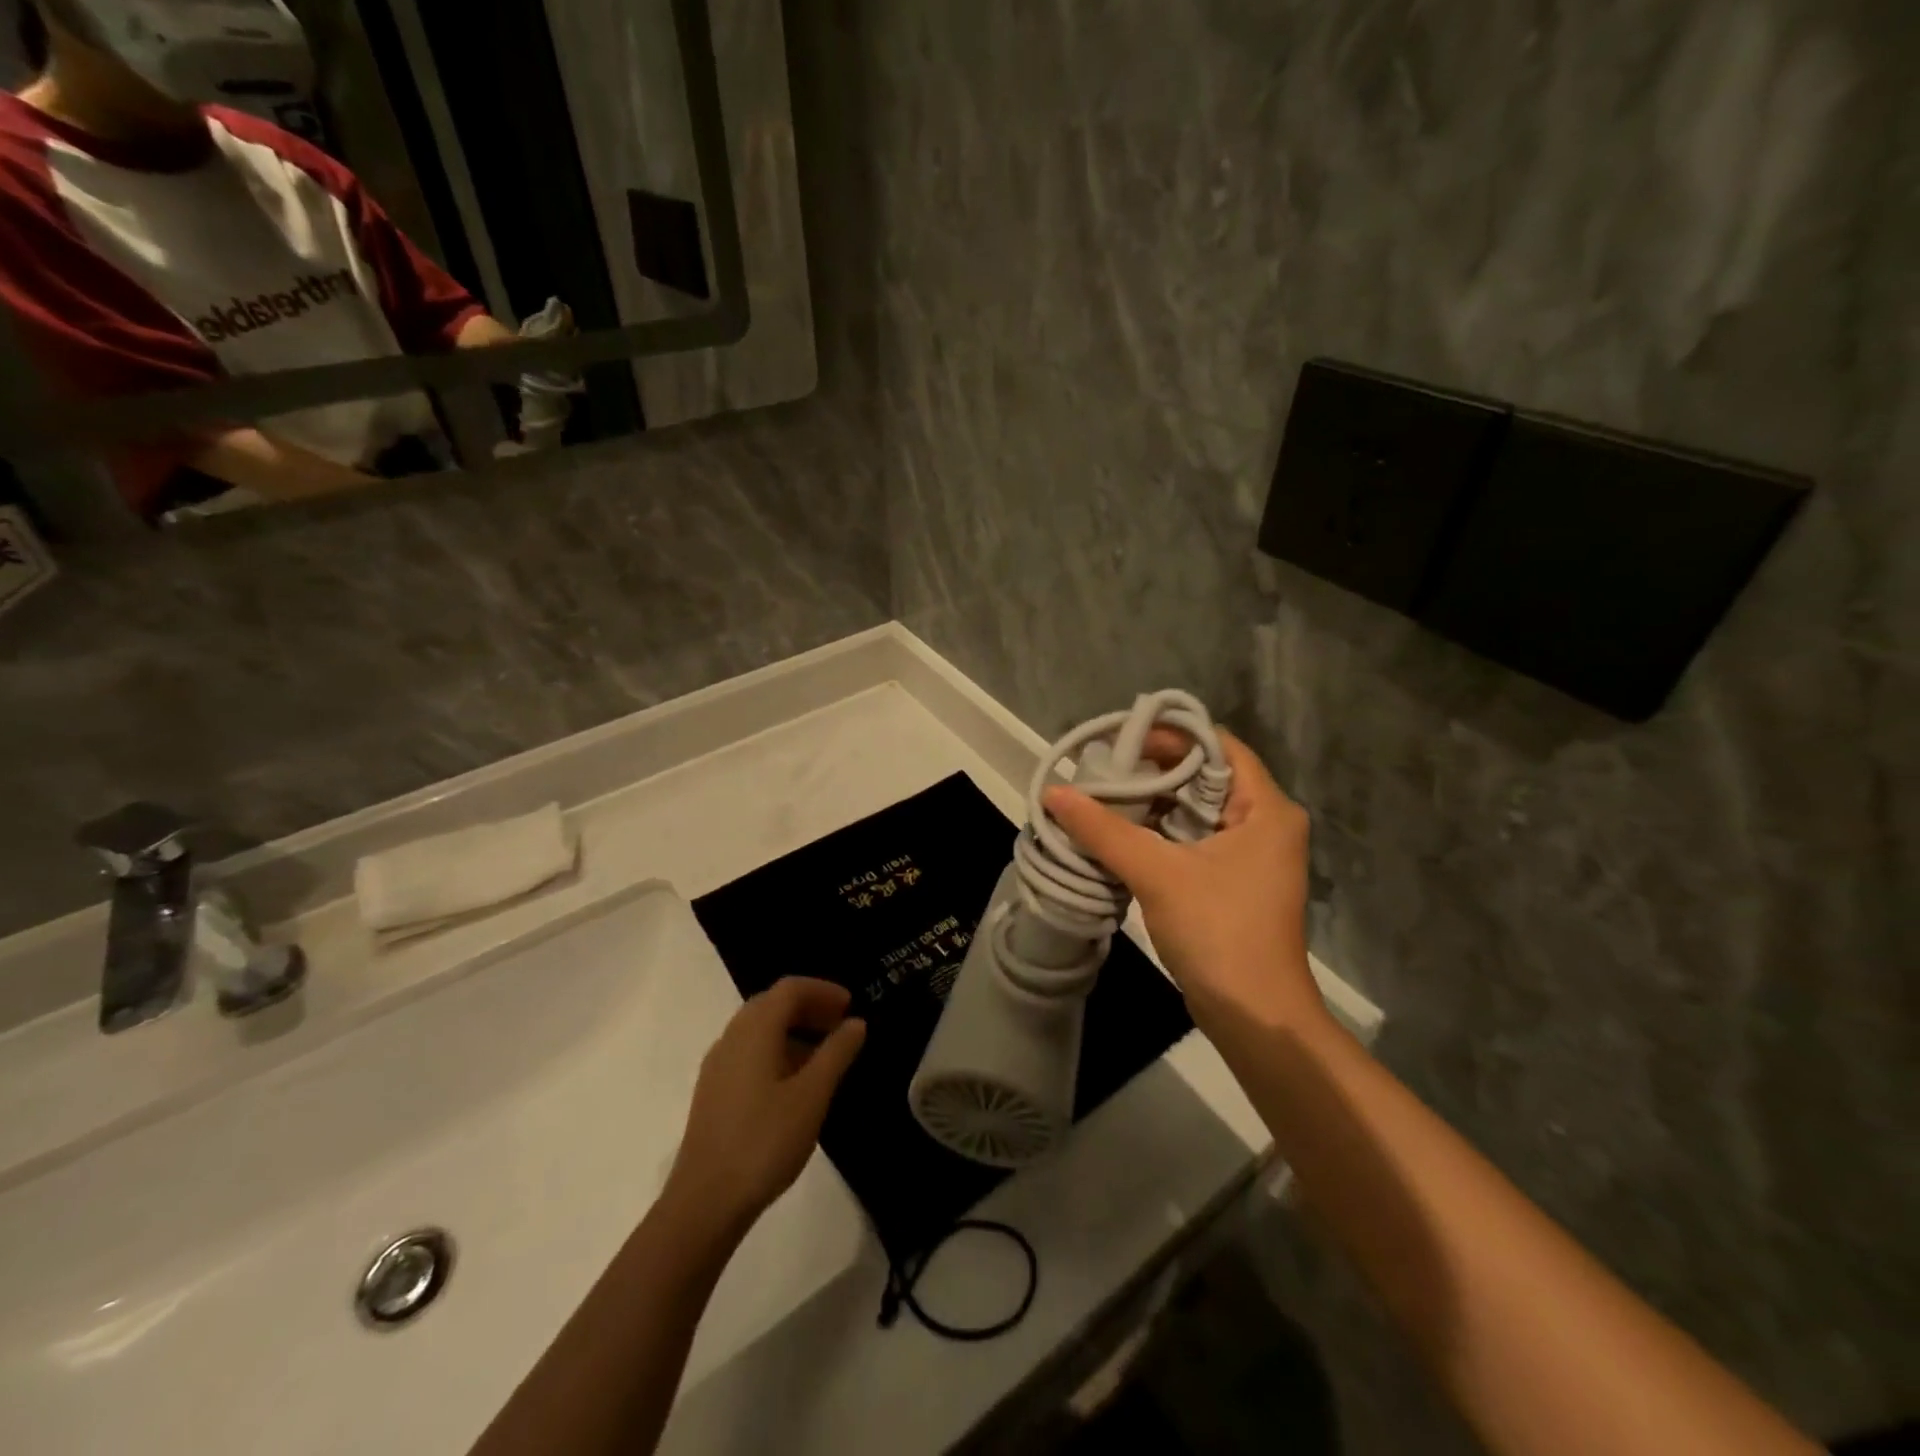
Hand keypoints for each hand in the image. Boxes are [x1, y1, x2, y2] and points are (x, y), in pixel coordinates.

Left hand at [666, 978, 866, 1230]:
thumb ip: (836, 1053)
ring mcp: (718, 1066)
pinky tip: (796, 1082)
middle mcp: (732, 1038)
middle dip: (808, 1007)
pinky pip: (749, 1053)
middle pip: (772, 1004)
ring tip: (825, 1054)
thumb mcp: (812, 1095)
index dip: (822, 990)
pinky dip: (777, 1051)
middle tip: (840, 1024)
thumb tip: (855, 1023)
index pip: (789, 989)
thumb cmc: (764, 1141)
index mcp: (754, 1030)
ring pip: (759, 1030)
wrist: (704, 1203)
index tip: (851, 1005)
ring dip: (793, 1030)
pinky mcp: (714, 1092)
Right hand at [1043, 730, 1326, 1037]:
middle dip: (1153, 770)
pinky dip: (1157, 833)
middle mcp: (1264, 823)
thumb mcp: (1158, 873)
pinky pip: (1192, 839)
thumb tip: (1054, 792)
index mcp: (1265, 808)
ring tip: (1102, 796)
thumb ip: (1104, 829)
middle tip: (1103, 770)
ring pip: (1195, 810)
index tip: (1123, 740)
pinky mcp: (1231, 881)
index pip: (1219, 746)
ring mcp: (1249, 854)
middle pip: (1204, 776)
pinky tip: (1118, 833)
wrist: (1255, 1017)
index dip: (1172, 736)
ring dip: (1151, 803)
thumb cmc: (1219, 932)